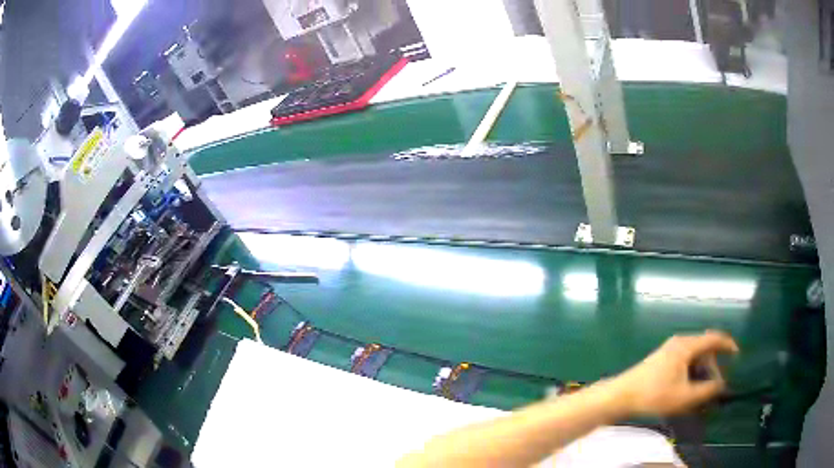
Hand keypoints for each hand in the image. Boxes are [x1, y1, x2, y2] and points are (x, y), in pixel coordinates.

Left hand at [609, 330, 739, 416]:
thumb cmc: (653, 395)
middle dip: (713, 367)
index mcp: (686, 346)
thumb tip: (722, 385)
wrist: (620, 396)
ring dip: (701, 373)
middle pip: (704, 349)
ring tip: (701, 393)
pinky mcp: (662, 360)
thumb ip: (706, 390)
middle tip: (714, 388)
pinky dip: (691, 374)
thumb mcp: (684, 397)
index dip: (728, 344)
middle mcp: (679, 342)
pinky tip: (688, 390)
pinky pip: (685, 362)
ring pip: (694, 357)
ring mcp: (669, 350)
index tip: (737, 354)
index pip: (713, 338)